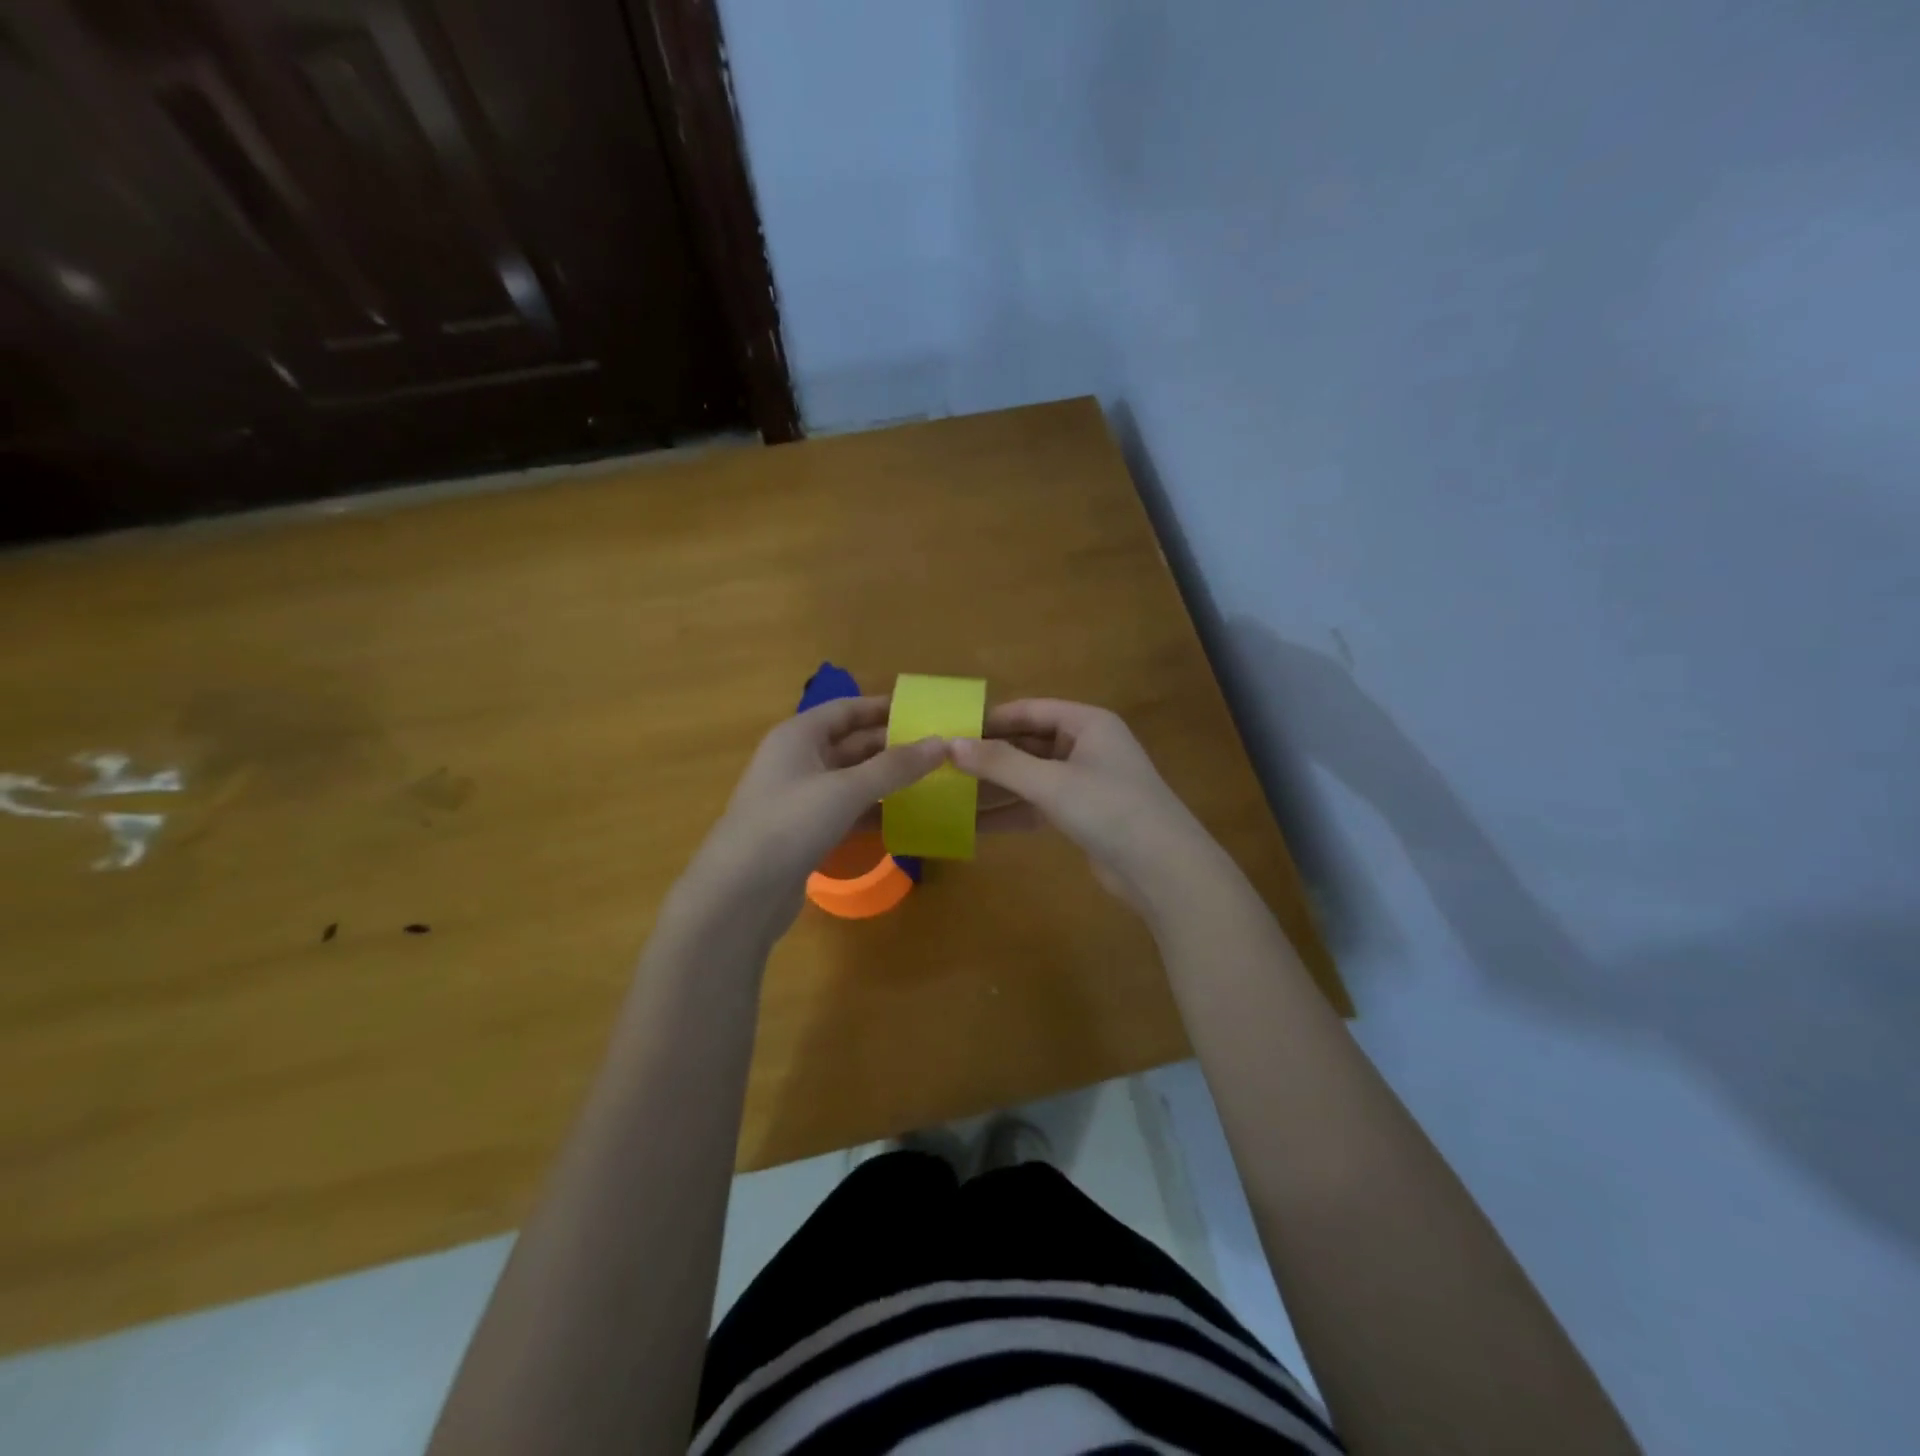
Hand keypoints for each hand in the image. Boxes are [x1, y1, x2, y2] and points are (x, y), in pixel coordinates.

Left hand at [671, 697, 943, 947]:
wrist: (740, 892)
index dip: (884, 708)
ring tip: (933, 781)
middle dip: (893, 746)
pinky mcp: (806, 832)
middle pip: (852, 744)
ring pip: (852, 780)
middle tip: (940, 750)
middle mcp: (798, 760)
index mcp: (799, 735)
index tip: (926, 711)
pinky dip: (874, 811)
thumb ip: (895, 766)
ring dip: (887, 780)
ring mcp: (801, 798)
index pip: (848, 709)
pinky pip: (848, 811)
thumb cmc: (790, 822)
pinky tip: (906, 818)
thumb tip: (942, 744)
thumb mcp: (846, 789)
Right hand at [952, 699, 1219, 917]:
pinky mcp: (1083, 815)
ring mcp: (1086, 782)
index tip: (951, 730)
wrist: (1163, 869)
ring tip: (951, 794)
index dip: (991, 719)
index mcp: (1088, 723)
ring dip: (996, 786)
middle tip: (944, 765)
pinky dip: (1012, 812)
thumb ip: (1000, 763)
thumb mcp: (1051, 782)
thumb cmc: (1109, 808)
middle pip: (1029, 743)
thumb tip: (950, 745)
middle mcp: (1087, 746)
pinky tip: (976, 824)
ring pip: (1031, 777)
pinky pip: (1039, 805)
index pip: (1031, 710)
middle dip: (990, 755)